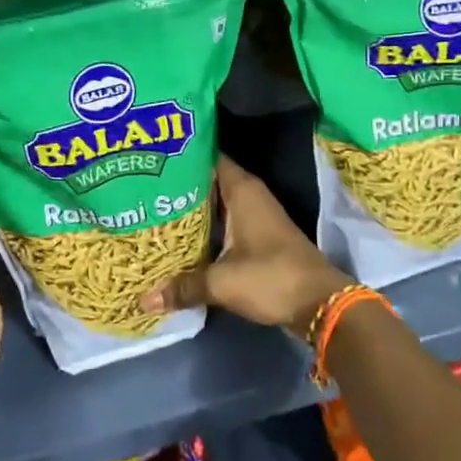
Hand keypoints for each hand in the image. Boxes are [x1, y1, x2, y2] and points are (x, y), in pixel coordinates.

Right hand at [140, 156, 349, 340]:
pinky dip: (204, 227)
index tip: (150, 159)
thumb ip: (183, 286)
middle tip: (141, 187)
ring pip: (215, 204)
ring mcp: (255, 215)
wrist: (319, 303)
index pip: (207, 157)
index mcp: (242, 190)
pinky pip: (223, 222)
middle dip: (178, 186)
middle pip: (207, 181)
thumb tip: (144, 299)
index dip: (180, 157)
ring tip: (152, 210)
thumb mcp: (222, 282)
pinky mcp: (257, 235)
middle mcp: (249, 195)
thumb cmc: (271, 278)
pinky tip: (179, 237)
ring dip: (190, 209)